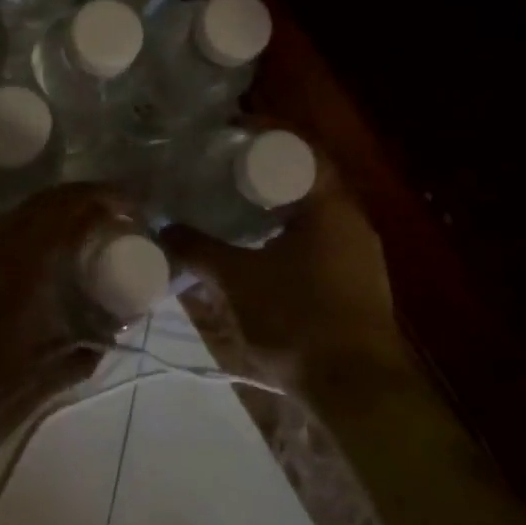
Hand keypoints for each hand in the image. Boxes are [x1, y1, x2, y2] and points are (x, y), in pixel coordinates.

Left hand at [0, 183, 137, 471]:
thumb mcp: (36, 389)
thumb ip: (79, 352)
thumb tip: (110, 329)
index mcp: (15, 272)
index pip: (63, 207)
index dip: (101, 197)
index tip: (129, 208)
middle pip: (36, 209)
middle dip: (76, 212)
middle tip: (104, 233)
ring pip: (4, 231)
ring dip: (39, 238)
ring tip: (60, 267)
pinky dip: (2, 260)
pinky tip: (4, 295)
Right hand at [160, 154, 406, 395]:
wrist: (359, 391)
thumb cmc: (298, 319)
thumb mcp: (237, 281)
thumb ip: (199, 250)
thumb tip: (165, 229)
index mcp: (331, 207)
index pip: (302, 149)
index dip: (267, 135)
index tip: (230, 133)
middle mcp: (353, 222)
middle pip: (308, 179)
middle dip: (268, 171)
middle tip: (225, 170)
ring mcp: (361, 255)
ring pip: (315, 214)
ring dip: (279, 206)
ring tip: (237, 207)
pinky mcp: (359, 285)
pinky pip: (321, 242)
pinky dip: (291, 235)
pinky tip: (263, 251)